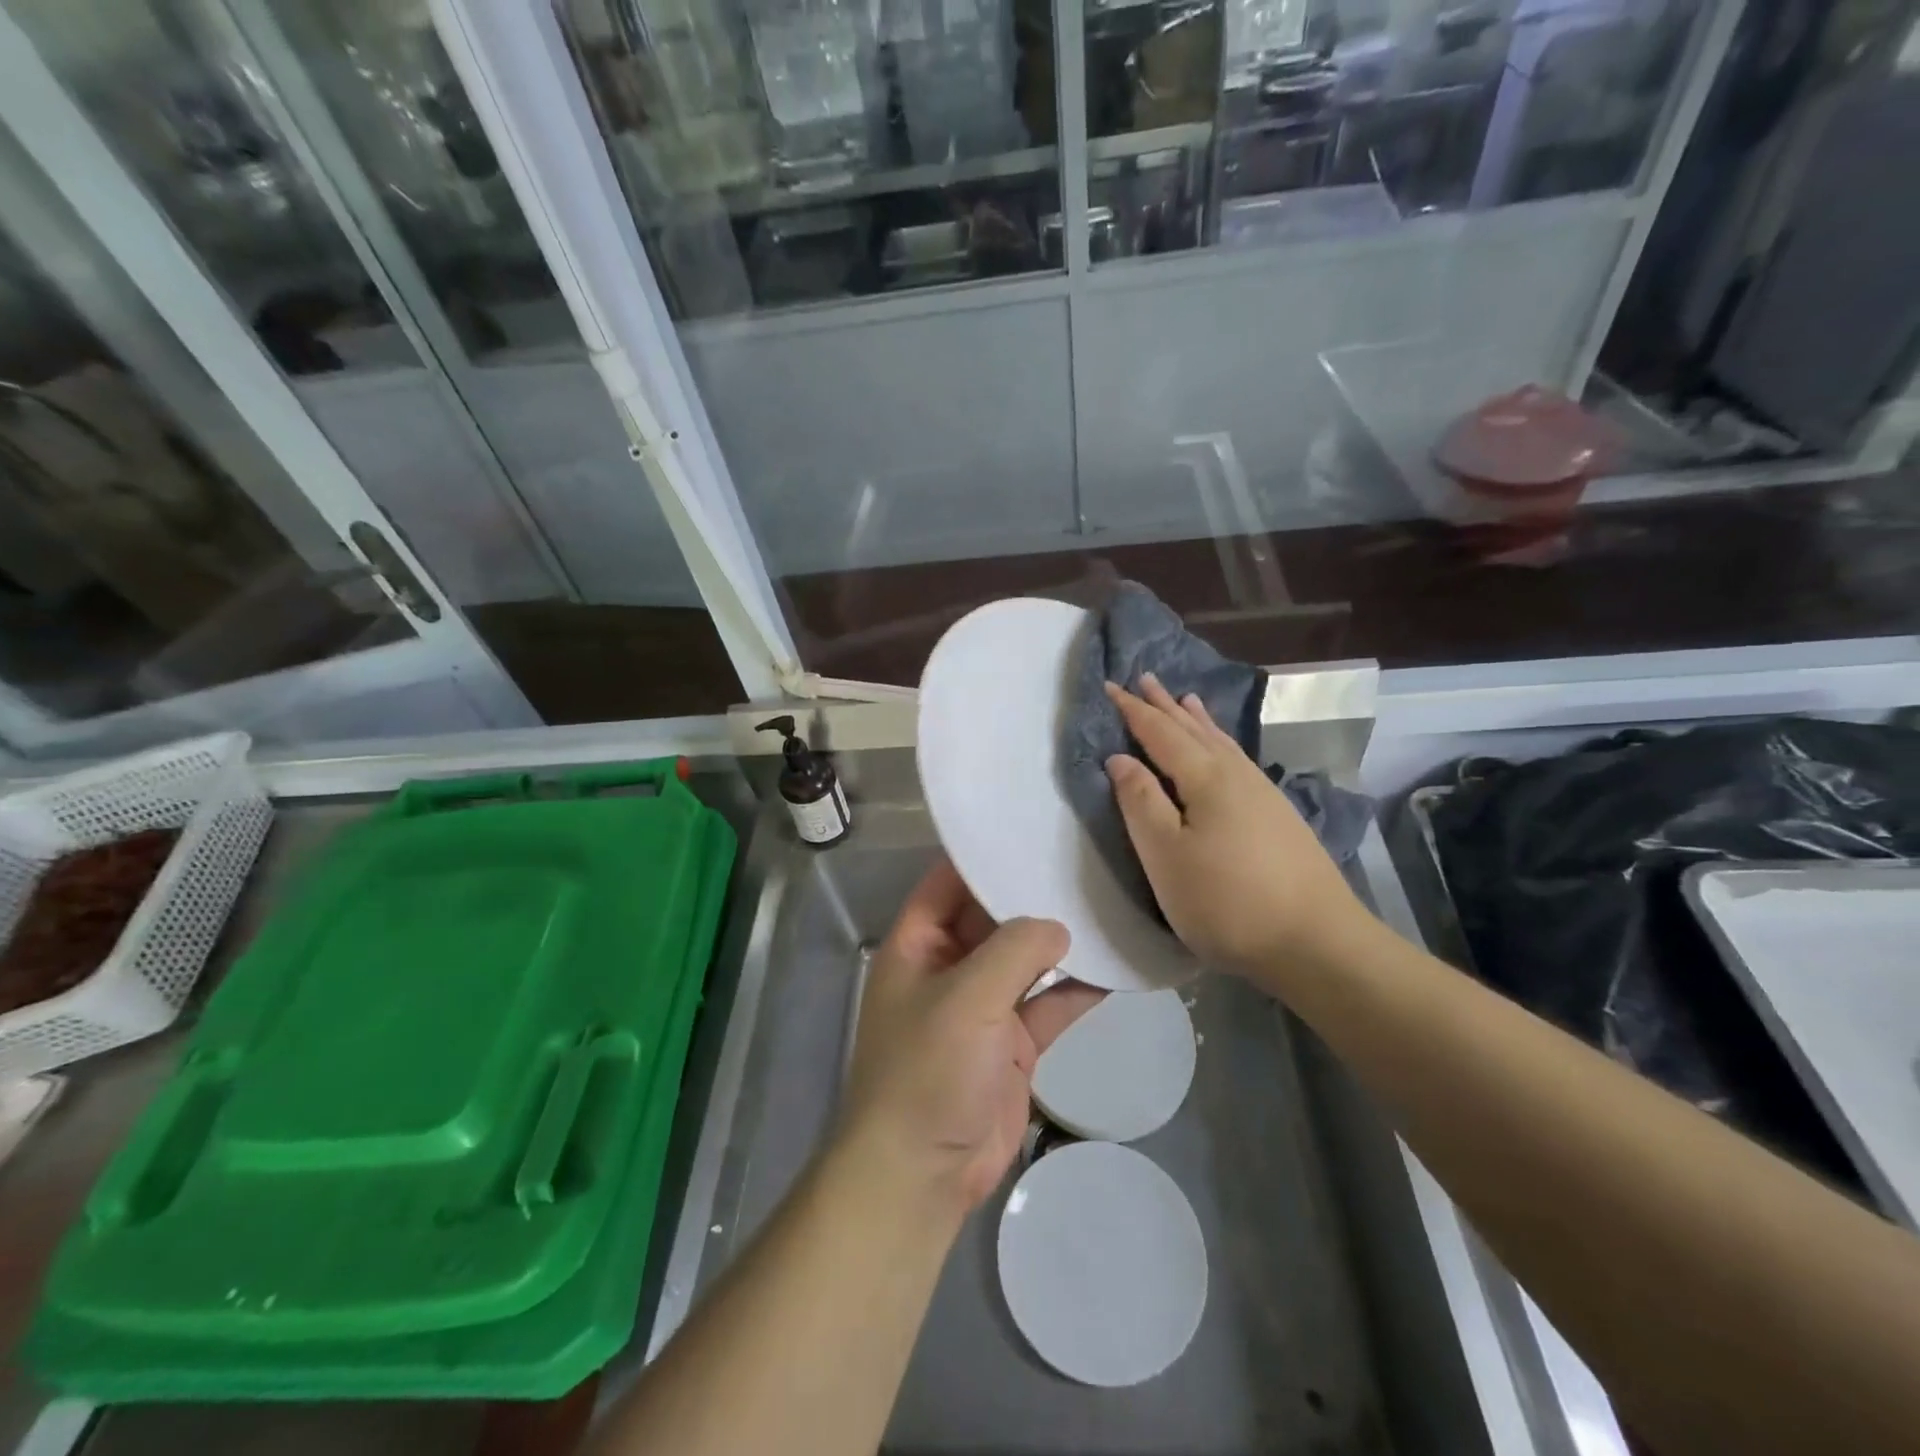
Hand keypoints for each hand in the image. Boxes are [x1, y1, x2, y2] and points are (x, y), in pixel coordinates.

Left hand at [840, 860, 1097, 1212]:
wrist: (923, 1174)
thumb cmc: (927, 1071)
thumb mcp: (966, 998)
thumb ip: (1014, 951)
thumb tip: (1059, 926)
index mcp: (918, 945)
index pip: (949, 882)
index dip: (983, 855)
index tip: (1030, 826)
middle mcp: (949, 967)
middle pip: (993, 917)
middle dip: (1032, 894)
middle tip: (1084, 857)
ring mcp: (984, 1006)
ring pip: (1026, 959)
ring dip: (1061, 941)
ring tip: (1108, 902)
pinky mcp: (1013, 1043)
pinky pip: (1050, 1003)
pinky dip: (1078, 987)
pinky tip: (1117, 964)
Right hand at [1103, 674, 1363, 976]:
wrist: (1318, 943)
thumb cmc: (1227, 902)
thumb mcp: (1166, 857)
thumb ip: (1140, 803)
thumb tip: (1119, 758)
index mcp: (1206, 778)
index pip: (1160, 733)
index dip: (1133, 710)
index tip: (1110, 686)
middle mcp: (1236, 774)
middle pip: (1194, 729)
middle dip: (1165, 705)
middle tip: (1145, 678)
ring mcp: (1263, 793)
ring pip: (1221, 742)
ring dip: (1196, 719)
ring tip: (1185, 699)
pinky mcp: (1278, 815)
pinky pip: (1237, 758)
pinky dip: (1220, 742)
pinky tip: (1224, 751)